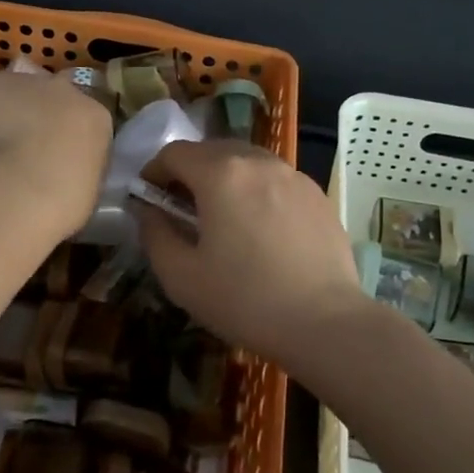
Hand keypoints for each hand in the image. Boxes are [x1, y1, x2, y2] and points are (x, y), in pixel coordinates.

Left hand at [0, 69, 111, 236]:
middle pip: (49, 95)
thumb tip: (61, 166)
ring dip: (3, 112)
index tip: (53, 156)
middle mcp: (64, 89)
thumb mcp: (87, 188)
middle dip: (36, 115)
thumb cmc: (62, 204)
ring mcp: (23, 83)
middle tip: (21, 149)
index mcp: (96, 117)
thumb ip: (77, 165)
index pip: (82, 116)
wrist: (17, 192)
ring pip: (11, 92)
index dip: (64, 135)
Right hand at [134, 140, 373, 370]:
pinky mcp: (317, 194)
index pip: (174, 152)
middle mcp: (257, 161)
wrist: (325, 322)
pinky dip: (257, 190)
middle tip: (182, 207)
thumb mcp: (181, 276)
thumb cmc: (245, 299)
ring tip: (223, 216)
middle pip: (211, 150)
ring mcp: (292, 174)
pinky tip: (261, 228)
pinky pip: (275, 179)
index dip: (154, 171)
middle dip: (189, 171)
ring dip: (225, 177)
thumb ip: (154, 234)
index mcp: (220, 174)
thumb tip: (148, 210)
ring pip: (246, 161)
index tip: (149, 197)